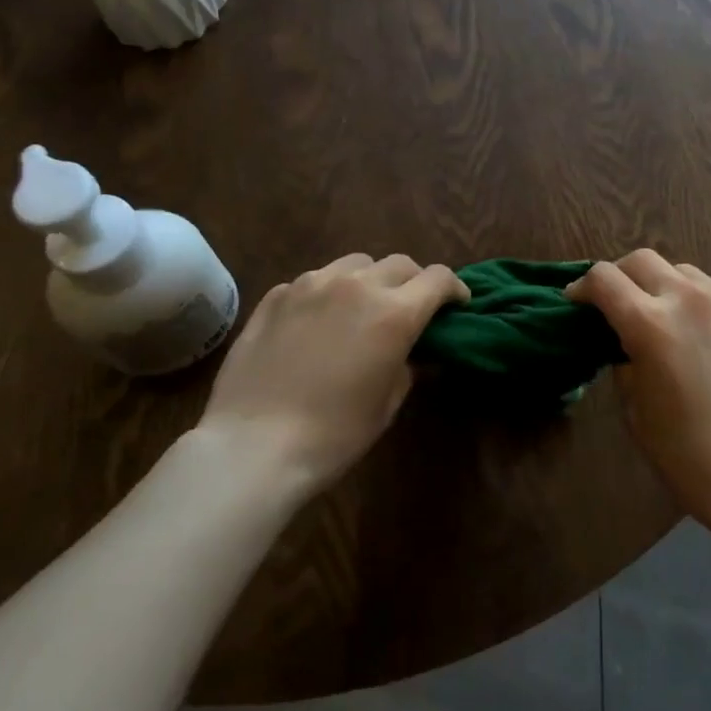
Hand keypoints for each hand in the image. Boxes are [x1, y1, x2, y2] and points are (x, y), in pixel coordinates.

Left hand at [200, 253, 469, 490]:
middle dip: (414, 281)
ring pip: (355, 264)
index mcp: (394, 312)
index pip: (438, 278)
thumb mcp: (387, 403)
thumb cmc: (333, 434)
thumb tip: (413, 351)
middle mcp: (357, 286)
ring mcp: (312, 285)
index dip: (454, 288)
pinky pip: (313, 281)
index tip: (456, 304)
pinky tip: (316, 322)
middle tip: (410, 307)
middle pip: (400, 263)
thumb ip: (408, 365)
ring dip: (369, 279)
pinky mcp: (277, 295)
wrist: (253, 446)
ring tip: (360, 307)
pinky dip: (327, 294)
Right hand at [568, 250, 710, 531]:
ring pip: (681, 269)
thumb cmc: (689, 456)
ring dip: (660, 283)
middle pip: (642, 260)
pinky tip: (697, 332)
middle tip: (614, 304)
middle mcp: (687, 299)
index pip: (604, 278)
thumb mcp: (636, 411)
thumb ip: (624, 364)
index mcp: (650, 323)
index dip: (582, 287)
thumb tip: (625, 345)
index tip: (576, 303)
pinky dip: (694, 300)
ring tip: (659, 315)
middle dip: (619, 276)